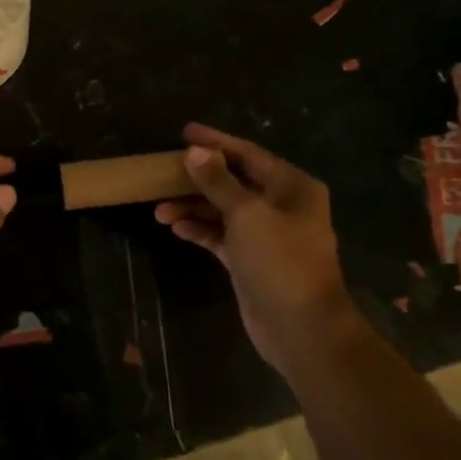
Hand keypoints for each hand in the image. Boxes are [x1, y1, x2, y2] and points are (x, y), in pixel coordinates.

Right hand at [153, 124, 358, 377]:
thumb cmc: (279, 261)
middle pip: (233, 181)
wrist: (300, 327)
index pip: (248, 154)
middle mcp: (281, 206)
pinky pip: (221, 235)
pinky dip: (200, 230)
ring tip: (159, 210)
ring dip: (193, 207)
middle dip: (198, 179)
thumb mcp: (246, 214)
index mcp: (292, 187)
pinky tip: (176, 228)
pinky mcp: (251, 259)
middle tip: (163, 172)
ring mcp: (267, 234)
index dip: (215, 143)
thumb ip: (218, 182)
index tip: (184, 132)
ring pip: (224, 210)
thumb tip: (195, 152)